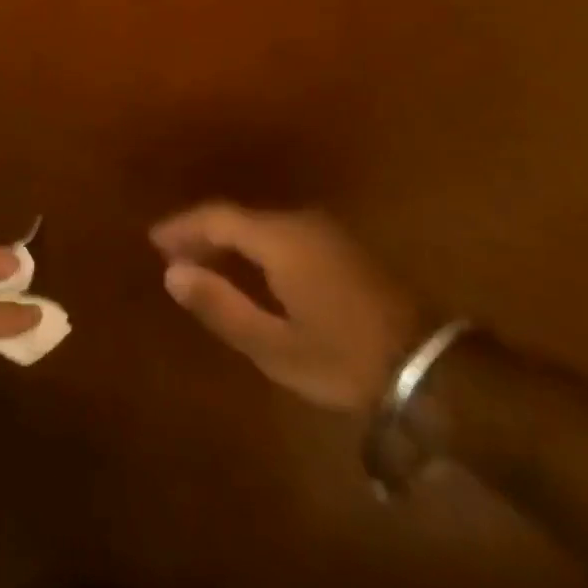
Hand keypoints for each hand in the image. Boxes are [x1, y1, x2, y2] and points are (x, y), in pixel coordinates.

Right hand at [151, 203, 430, 414]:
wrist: (433, 370)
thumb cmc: (344, 358)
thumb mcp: (273, 345)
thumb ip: (221, 306)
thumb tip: (172, 274)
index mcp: (281, 239)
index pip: (217, 218)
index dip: (182, 227)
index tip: (154, 242)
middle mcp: (301, 223)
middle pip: (239, 218)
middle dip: (203, 234)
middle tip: (174, 258)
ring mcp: (327, 233)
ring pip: (262, 225)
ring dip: (230, 241)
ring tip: (204, 264)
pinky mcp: (344, 248)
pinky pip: (284, 234)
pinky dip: (256, 247)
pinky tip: (249, 270)